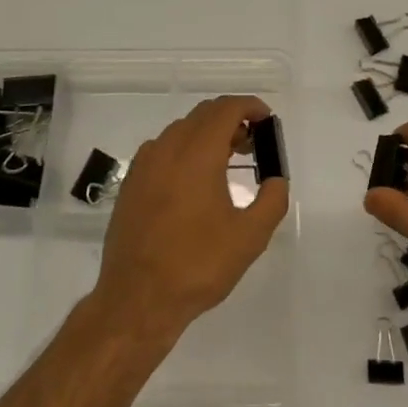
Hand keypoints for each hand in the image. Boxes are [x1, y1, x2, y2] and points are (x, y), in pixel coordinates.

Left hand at [94, 96, 290, 342]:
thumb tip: (276, 179)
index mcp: (197, 154)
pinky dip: (185, 150)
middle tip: (253, 144)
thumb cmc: (197, 265)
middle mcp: (167, 148)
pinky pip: (162, 149)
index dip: (250, 107)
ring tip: (227, 162)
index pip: (226, 109)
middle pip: (203, 115)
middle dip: (231, 120)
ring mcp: (144, 164)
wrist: (137, 299)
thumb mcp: (250, 237)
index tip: (267, 121)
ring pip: (181, 130)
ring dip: (207, 135)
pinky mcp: (131, 182)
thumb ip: (272, 200)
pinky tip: (194, 182)